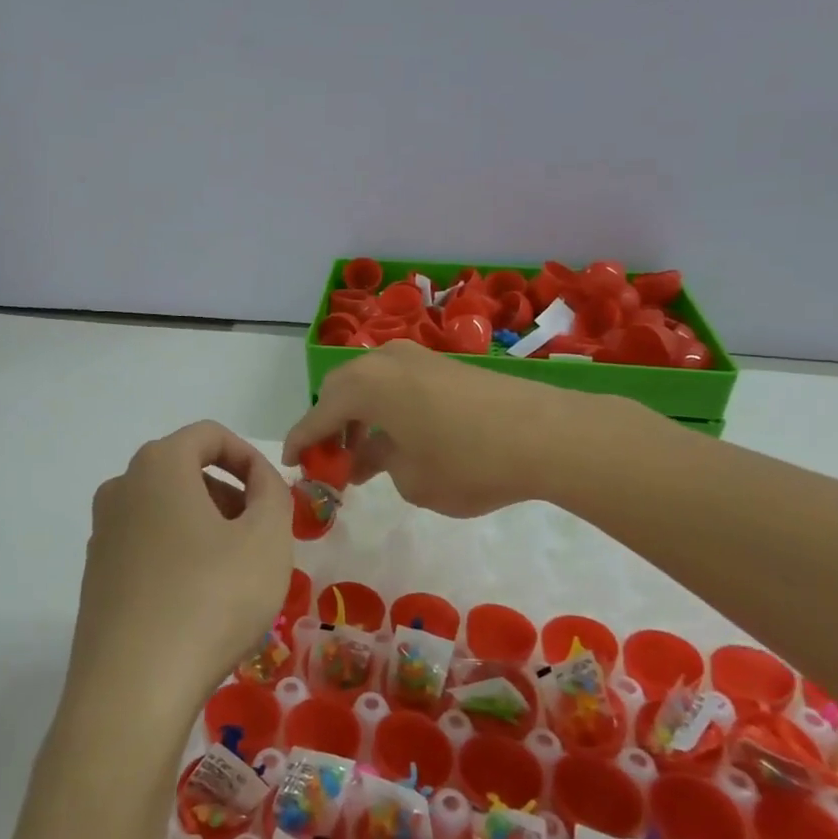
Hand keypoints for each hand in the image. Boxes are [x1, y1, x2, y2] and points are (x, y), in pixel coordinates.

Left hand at [71, 422, 292, 715]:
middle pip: (185, 469)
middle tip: (260, 535)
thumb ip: (273, 492)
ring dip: (206, 525)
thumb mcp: (267, 538)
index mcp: (159, 465)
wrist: (132, 690)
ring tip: (235, 571)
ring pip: (165, 509)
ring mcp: (102, 534)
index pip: (209, 434)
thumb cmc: (210, 599)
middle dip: (229, 493)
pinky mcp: (96, 577)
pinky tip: (199, 601)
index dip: (249, 456)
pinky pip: (146, 545)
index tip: (273, 495)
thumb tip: (259, 481)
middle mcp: (121, 488)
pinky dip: (179, 554)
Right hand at [284, 340, 647, 517]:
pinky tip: (399, 438)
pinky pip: (397, 384)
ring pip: (370, 385)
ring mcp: (417, 359)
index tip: (290, 464)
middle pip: (340, 392)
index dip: (300, 442)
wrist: (547, 434)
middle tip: (330, 460)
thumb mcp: (412, 479)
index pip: (317, 416)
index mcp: (365, 386)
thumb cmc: (468, 462)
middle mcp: (384, 362)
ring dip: (359, 418)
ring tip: (364, 455)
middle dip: (330, 426)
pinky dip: (386, 409)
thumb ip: (380, 464)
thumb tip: (375, 455)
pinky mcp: (444, 365)